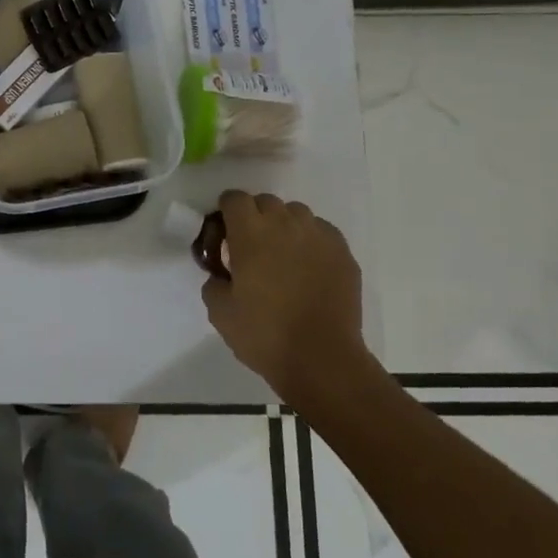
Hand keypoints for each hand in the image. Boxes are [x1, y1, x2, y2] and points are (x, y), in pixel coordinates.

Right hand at [201, 191, 370, 401]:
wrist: (322, 359)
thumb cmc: (264, 334)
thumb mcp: (219, 312)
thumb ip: (214, 282)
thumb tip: (222, 275)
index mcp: (250, 233)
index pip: (234, 199)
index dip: (227, 211)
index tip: (224, 231)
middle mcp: (285, 224)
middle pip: (266, 202)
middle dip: (255, 217)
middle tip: (251, 247)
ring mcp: (318, 236)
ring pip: (296, 214)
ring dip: (284, 226)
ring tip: (283, 256)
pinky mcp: (343, 252)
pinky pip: (321, 233)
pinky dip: (311, 242)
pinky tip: (308, 268)